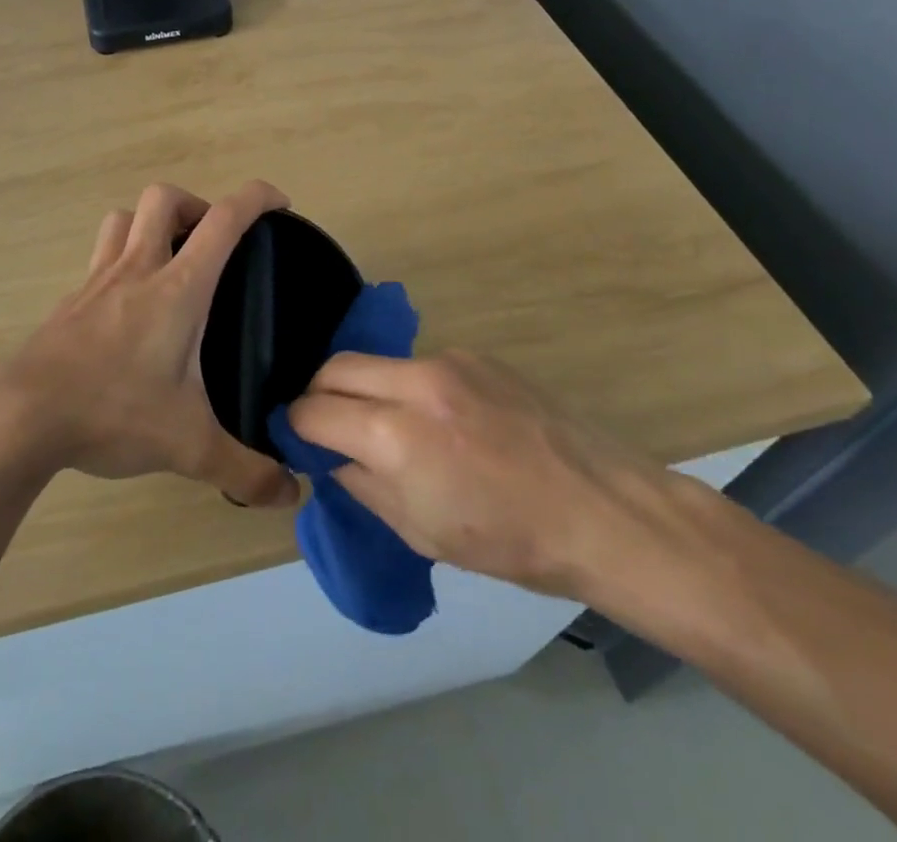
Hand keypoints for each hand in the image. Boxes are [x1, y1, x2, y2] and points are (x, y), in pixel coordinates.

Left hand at [0, 181, 299, 507]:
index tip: (279, 203)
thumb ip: (245, 470)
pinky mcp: (70, 301)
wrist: (22, 416)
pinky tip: (128, 306)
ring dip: (151, 224)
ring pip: (123, 218)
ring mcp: (97, 280)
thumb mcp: (189, 447)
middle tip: (213, 243)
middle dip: (196, 205)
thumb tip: (291, 494)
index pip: (223, 220)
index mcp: (178, 287)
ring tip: (170, 260)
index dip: (256, 197)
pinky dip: (121, 260)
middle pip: (164, 198)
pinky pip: (100, 257)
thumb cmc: (113, 411)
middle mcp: (137, 268)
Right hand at [287, 348, 681, 598]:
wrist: (600, 510)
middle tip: (329, 426)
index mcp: (396, 435)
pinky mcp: (475, 354)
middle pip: (335, 366)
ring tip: (388, 425)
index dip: (296, 426)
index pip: (314, 410)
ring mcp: (448, 361)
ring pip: (377, 361)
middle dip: (319, 394)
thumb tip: (332, 456)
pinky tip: (440, 420)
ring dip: (365, 388)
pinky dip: (408, 387)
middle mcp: (415, 382)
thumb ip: (362, 484)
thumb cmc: (509, 541)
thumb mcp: (420, 532)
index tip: (298, 440)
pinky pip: (420, 364)